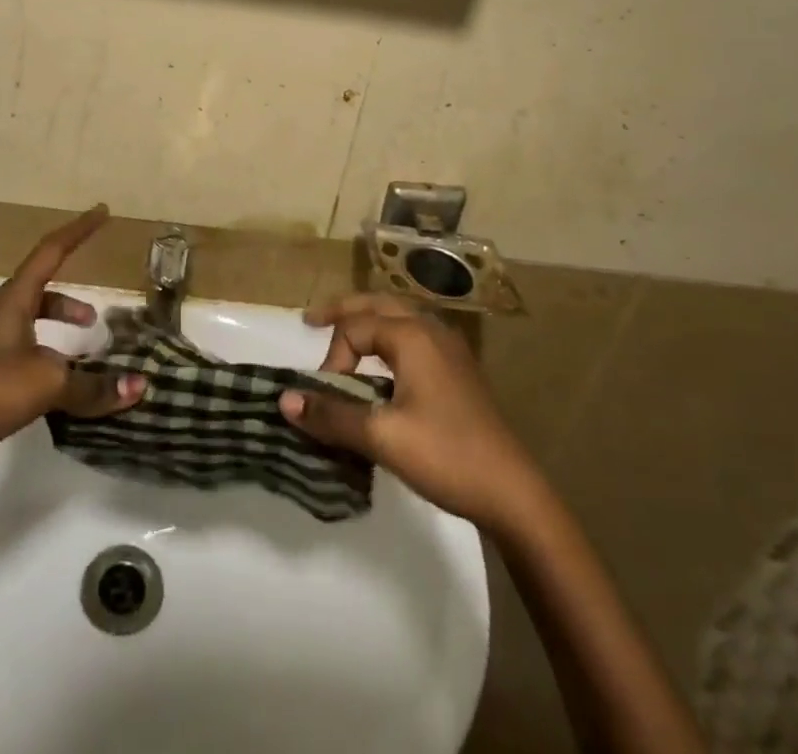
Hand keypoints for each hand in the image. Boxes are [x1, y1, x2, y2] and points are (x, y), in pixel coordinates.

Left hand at [0, 205, 145, 500]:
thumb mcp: (47, 381)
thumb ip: (93, 385)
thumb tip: (138, 386)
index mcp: (12, 301)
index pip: (51, 252)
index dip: (79, 230)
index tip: (102, 211)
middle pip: (40, 294)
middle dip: (70, 302)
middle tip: (97, 319)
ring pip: (32, 332)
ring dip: (60, 339)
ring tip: (86, 363)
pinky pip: (24, 365)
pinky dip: (48, 371)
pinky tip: (62, 399)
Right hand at [279, 294, 539, 533]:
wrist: (514, 494)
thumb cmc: (446, 456)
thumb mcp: (382, 438)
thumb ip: (332, 415)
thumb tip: (284, 400)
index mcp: (412, 336)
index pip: (354, 328)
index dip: (332, 359)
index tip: (326, 399)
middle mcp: (431, 330)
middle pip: (378, 304)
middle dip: (343, 310)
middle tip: (311, 320)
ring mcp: (449, 349)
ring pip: (399, 317)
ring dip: (368, 320)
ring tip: (343, 333)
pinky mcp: (458, 370)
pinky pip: (414, 335)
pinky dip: (388, 335)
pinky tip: (384, 362)